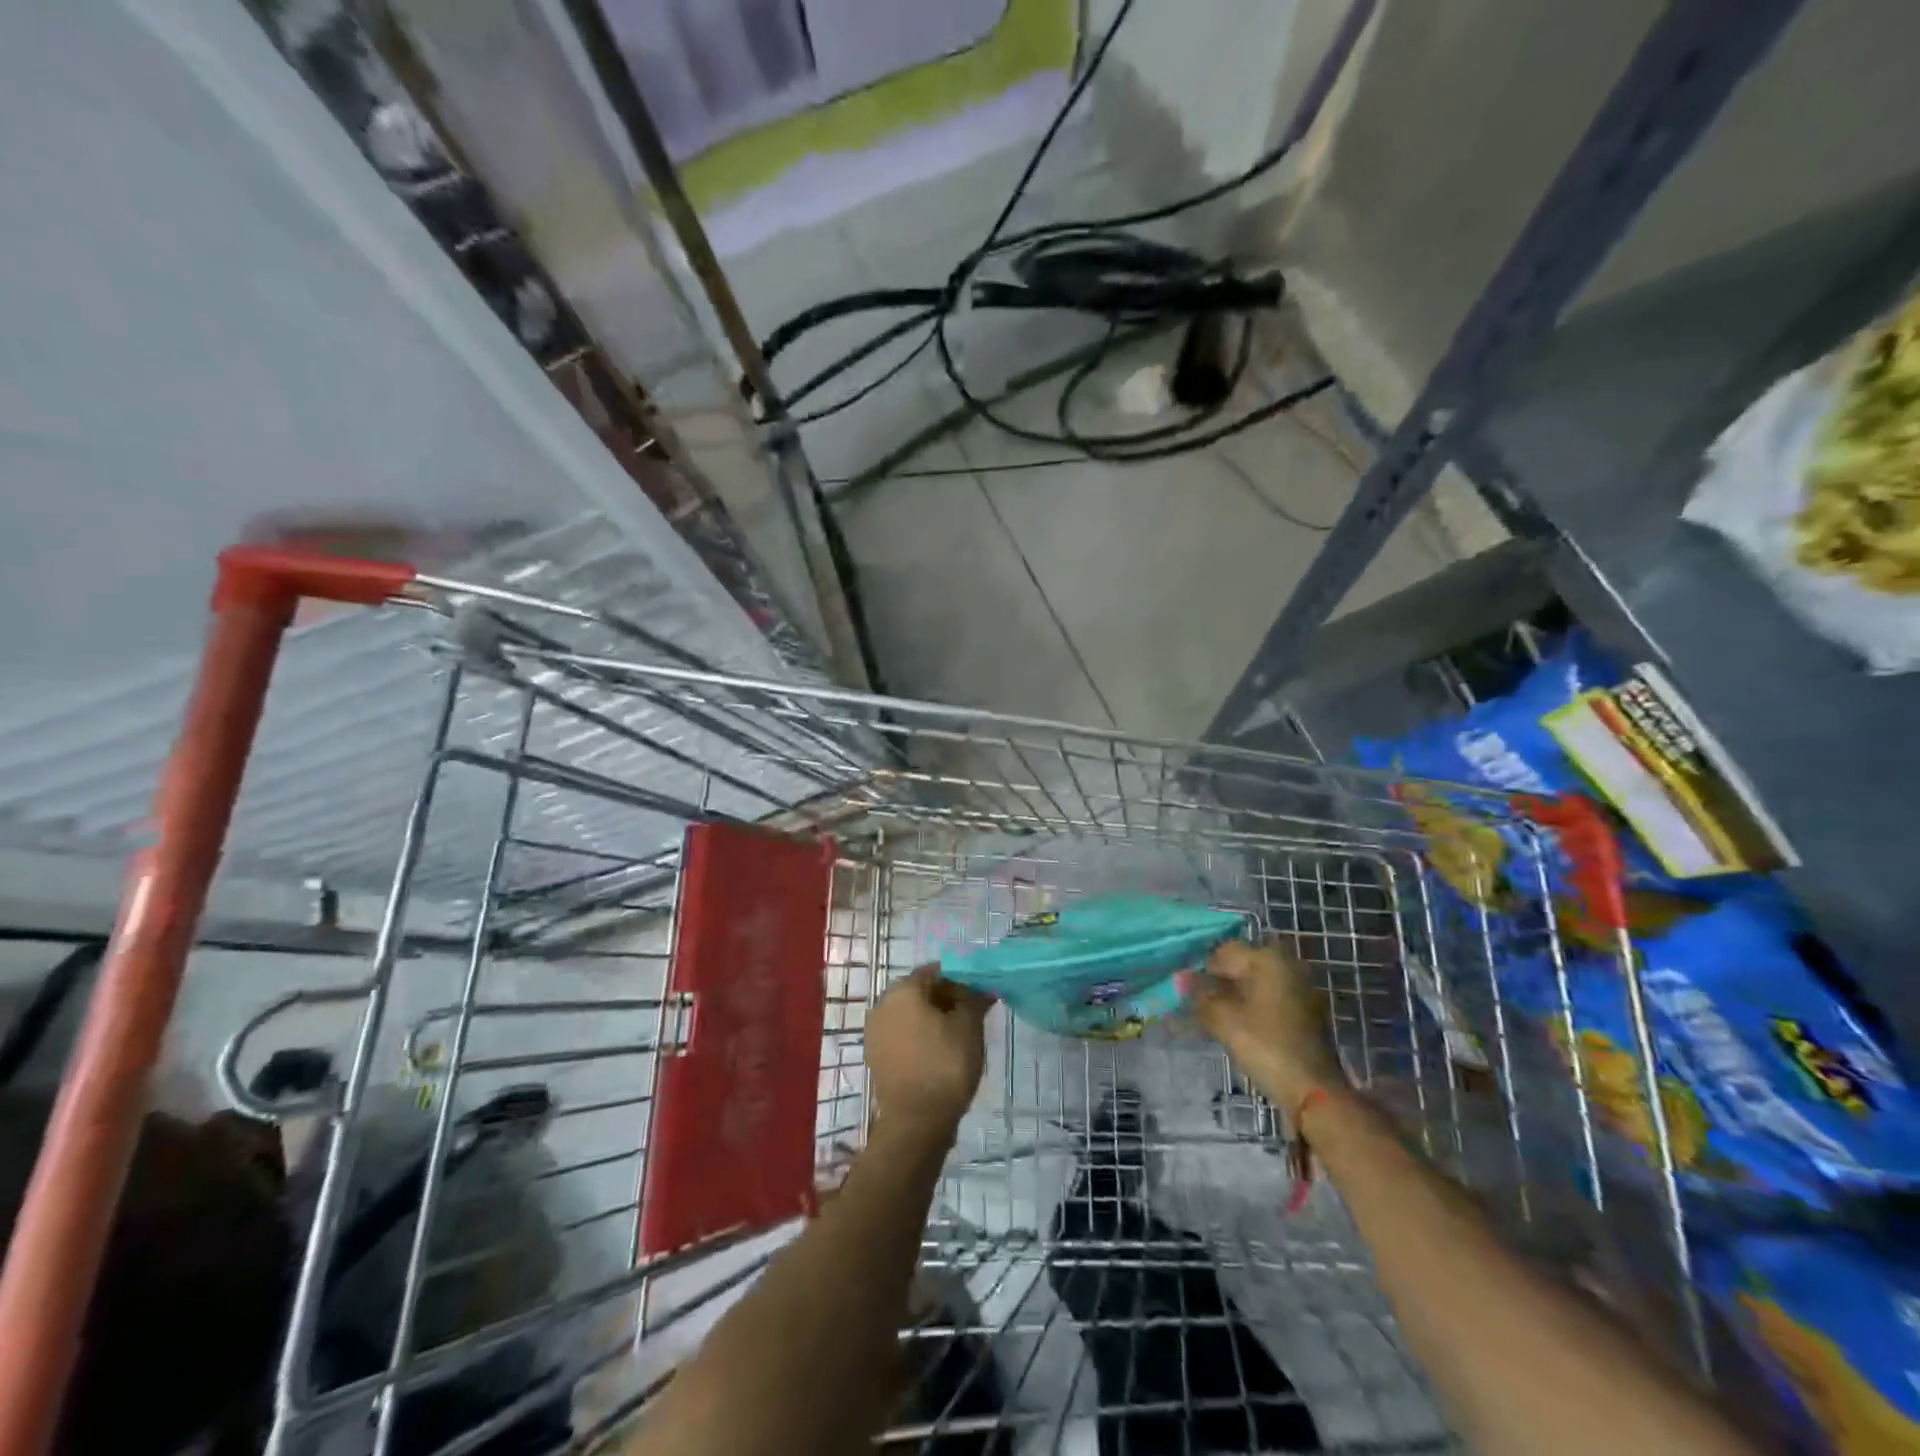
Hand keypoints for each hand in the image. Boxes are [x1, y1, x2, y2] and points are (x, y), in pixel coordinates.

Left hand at [865, 967, 989, 1139]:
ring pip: (910, 1013)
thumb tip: (983, 988)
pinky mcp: (876, 1055)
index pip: (936, 972)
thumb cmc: (945, 1065)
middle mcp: (883, 1004)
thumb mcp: (969, 1027)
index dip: (960, 979)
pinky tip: (939, 1052)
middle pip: (920, 991)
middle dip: (946, 998)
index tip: (979, 995)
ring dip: (933, 1018)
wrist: (915, 1122)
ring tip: (958, 1035)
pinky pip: (902, 1034)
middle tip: (971, 1014)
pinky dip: (919, 1036)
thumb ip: (975, 1000)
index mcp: (903, 990)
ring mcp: (875, 1031)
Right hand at [1181, 938, 1344, 1107]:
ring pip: (1258, 981)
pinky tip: (1242, 1024)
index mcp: (1267, 958)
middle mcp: (1288, 963)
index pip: (1224, 952)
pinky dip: (1255, 1005)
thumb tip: (1180, 978)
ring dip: (1237, 994)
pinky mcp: (1308, 1009)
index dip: (1203, 971)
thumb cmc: (1265, 1045)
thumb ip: (1199, 995)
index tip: (1190, 994)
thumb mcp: (1223, 1019)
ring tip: (1219, 1017)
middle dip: (1220, 981)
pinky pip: (1272, 996)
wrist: (1313, 1089)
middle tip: (1202, 1005)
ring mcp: (1302, 986)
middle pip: (1243, 964)